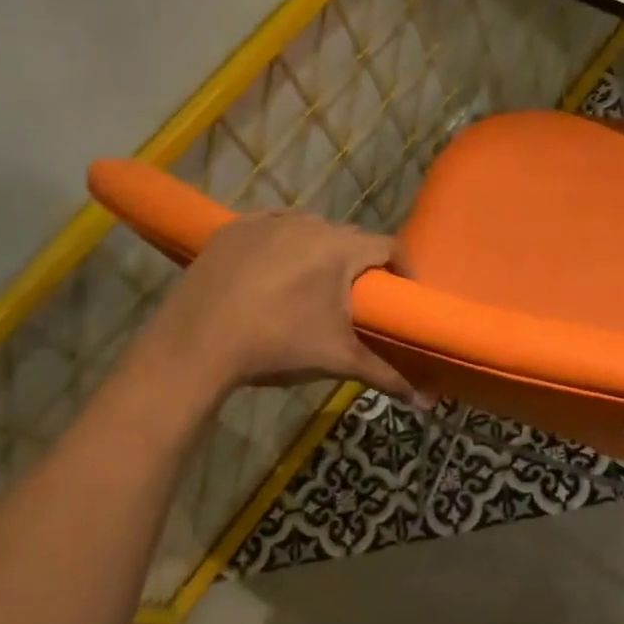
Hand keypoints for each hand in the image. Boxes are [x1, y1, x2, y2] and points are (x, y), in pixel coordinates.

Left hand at [128, 210, 418, 407]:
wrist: (195, 345)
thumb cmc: (277, 347)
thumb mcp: (337, 360)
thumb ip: (387, 375)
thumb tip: (428, 403)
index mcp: (341, 249)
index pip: (390, 247)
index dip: (402, 269)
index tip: (402, 295)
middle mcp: (310, 223)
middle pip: (350, 239)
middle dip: (360, 265)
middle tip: (359, 298)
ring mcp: (269, 221)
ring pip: (311, 230)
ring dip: (321, 252)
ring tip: (315, 287)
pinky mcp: (235, 227)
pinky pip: (274, 228)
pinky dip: (283, 244)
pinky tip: (275, 272)